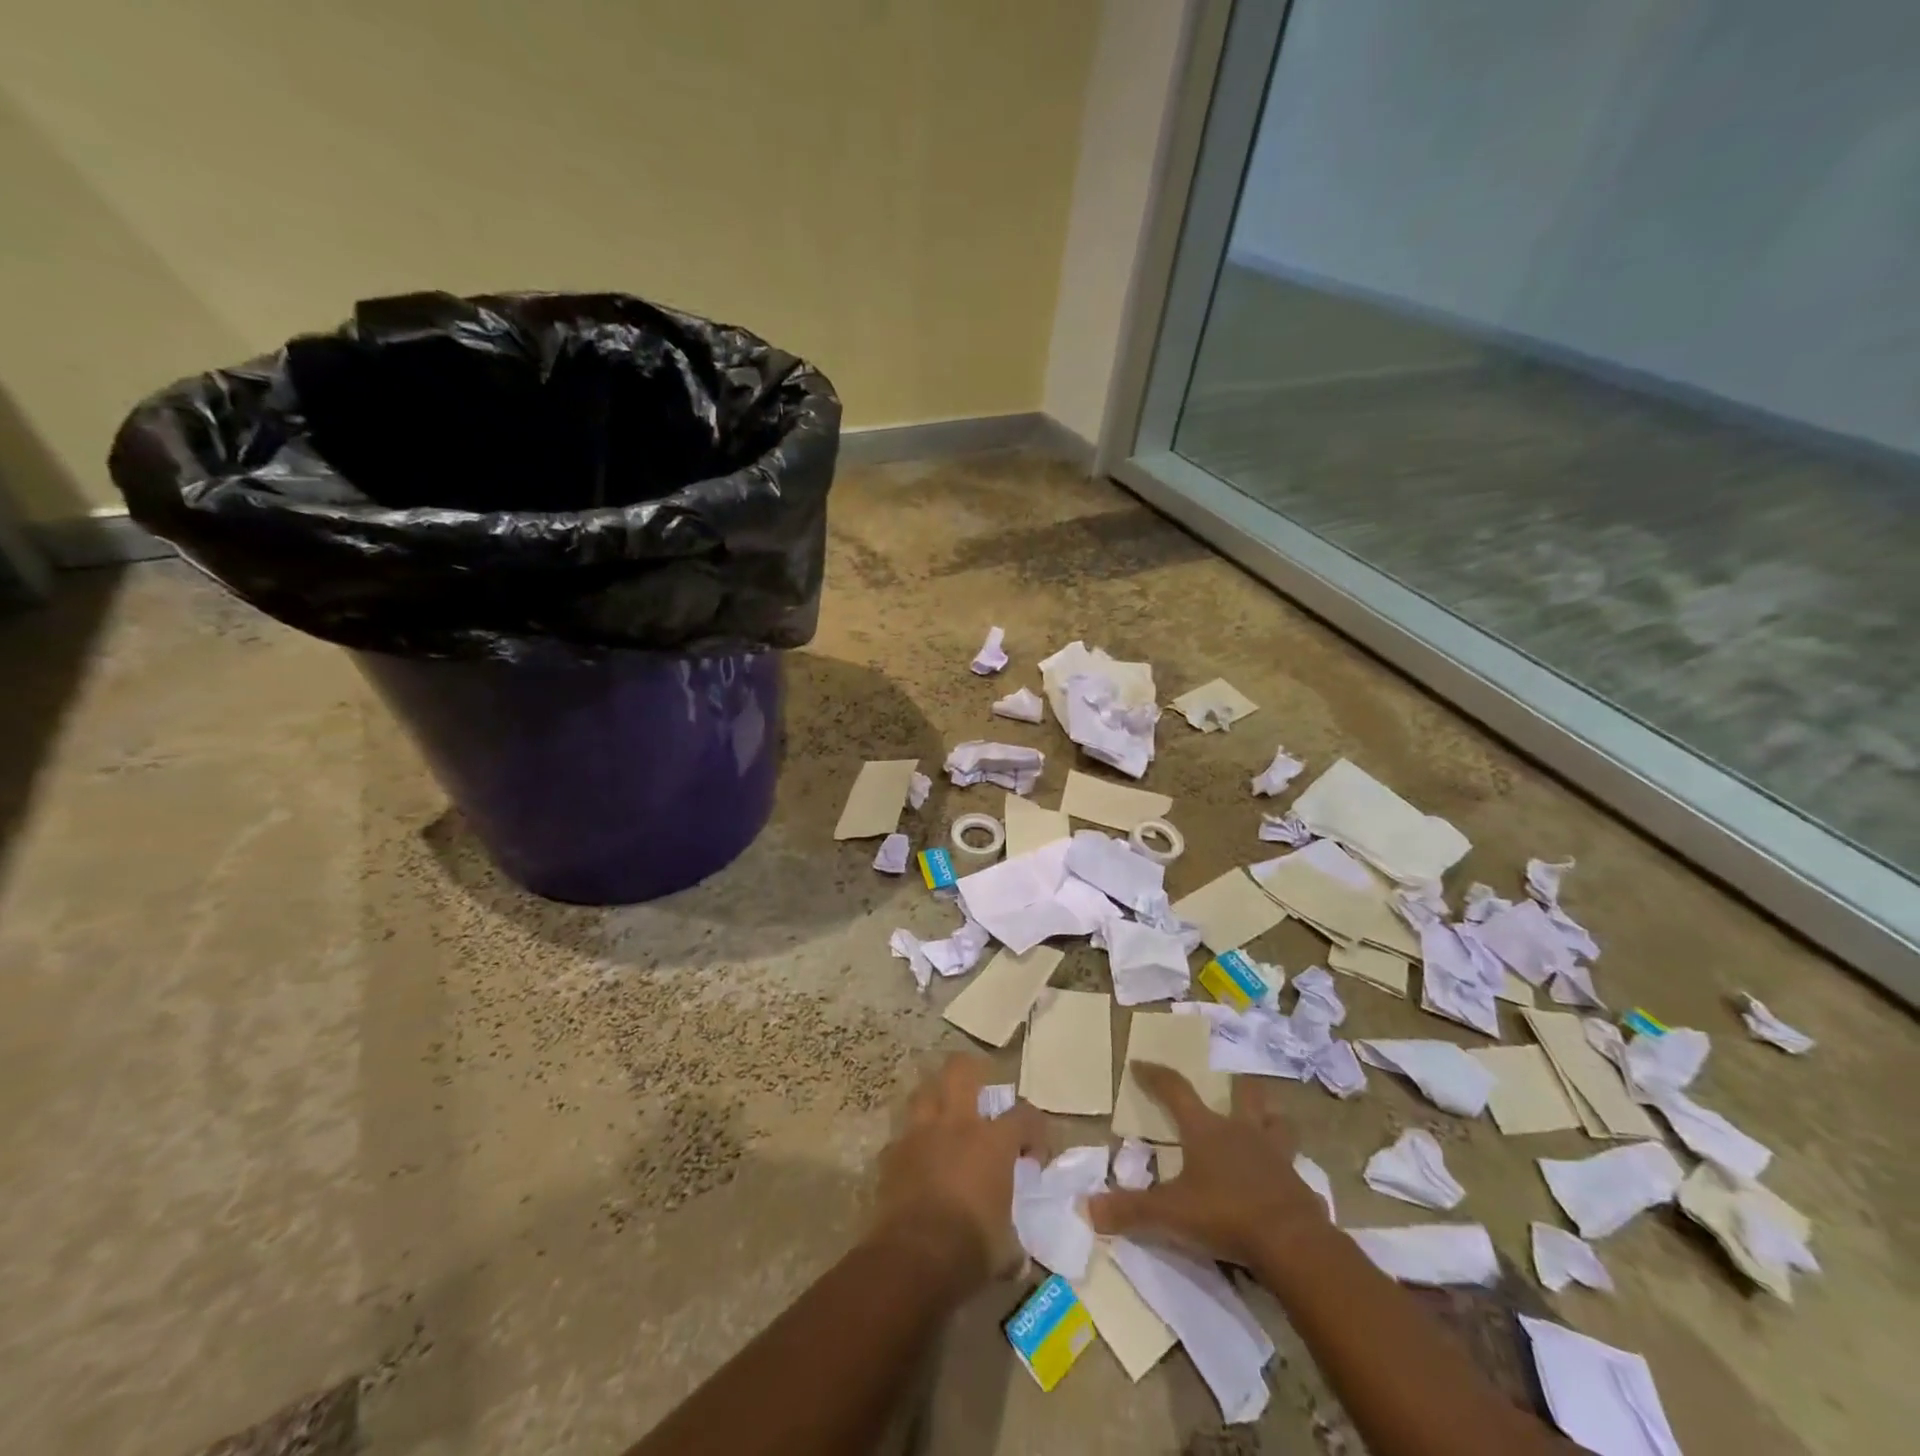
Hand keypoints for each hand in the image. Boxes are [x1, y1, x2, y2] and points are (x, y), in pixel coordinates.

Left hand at [871, 1054, 1045, 1292]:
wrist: (913, 1259)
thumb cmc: (970, 1249)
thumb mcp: (1006, 1249)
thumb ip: (1013, 1239)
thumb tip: (1017, 1257)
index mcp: (992, 1142)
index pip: (1024, 1116)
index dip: (1035, 1130)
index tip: (1033, 1155)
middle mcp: (956, 1124)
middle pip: (961, 1070)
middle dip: (972, 1071)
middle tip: (979, 1093)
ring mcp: (919, 1134)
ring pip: (924, 1092)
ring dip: (936, 1098)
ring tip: (944, 1117)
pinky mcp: (892, 1153)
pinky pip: (903, 1135)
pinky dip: (912, 1143)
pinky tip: (916, 1160)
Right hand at [1087, 1063, 1328, 1267]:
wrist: (1292, 1243)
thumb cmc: (1225, 1215)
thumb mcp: (1170, 1215)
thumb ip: (1130, 1210)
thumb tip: (1088, 1208)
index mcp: (1206, 1130)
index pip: (1175, 1089)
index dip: (1155, 1075)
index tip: (1140, 1063)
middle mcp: (1242, 1132)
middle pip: (1245, 1095)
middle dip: (1238, 1086)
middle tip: (1234, 1084)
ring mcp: (1276, 1155)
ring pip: (1279, 1124)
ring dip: (1272, 1120)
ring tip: (1267, 1123)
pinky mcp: (1299, 1184)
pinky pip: (1293, 1168)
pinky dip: (1286, 1170)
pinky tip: (1281, 1183)